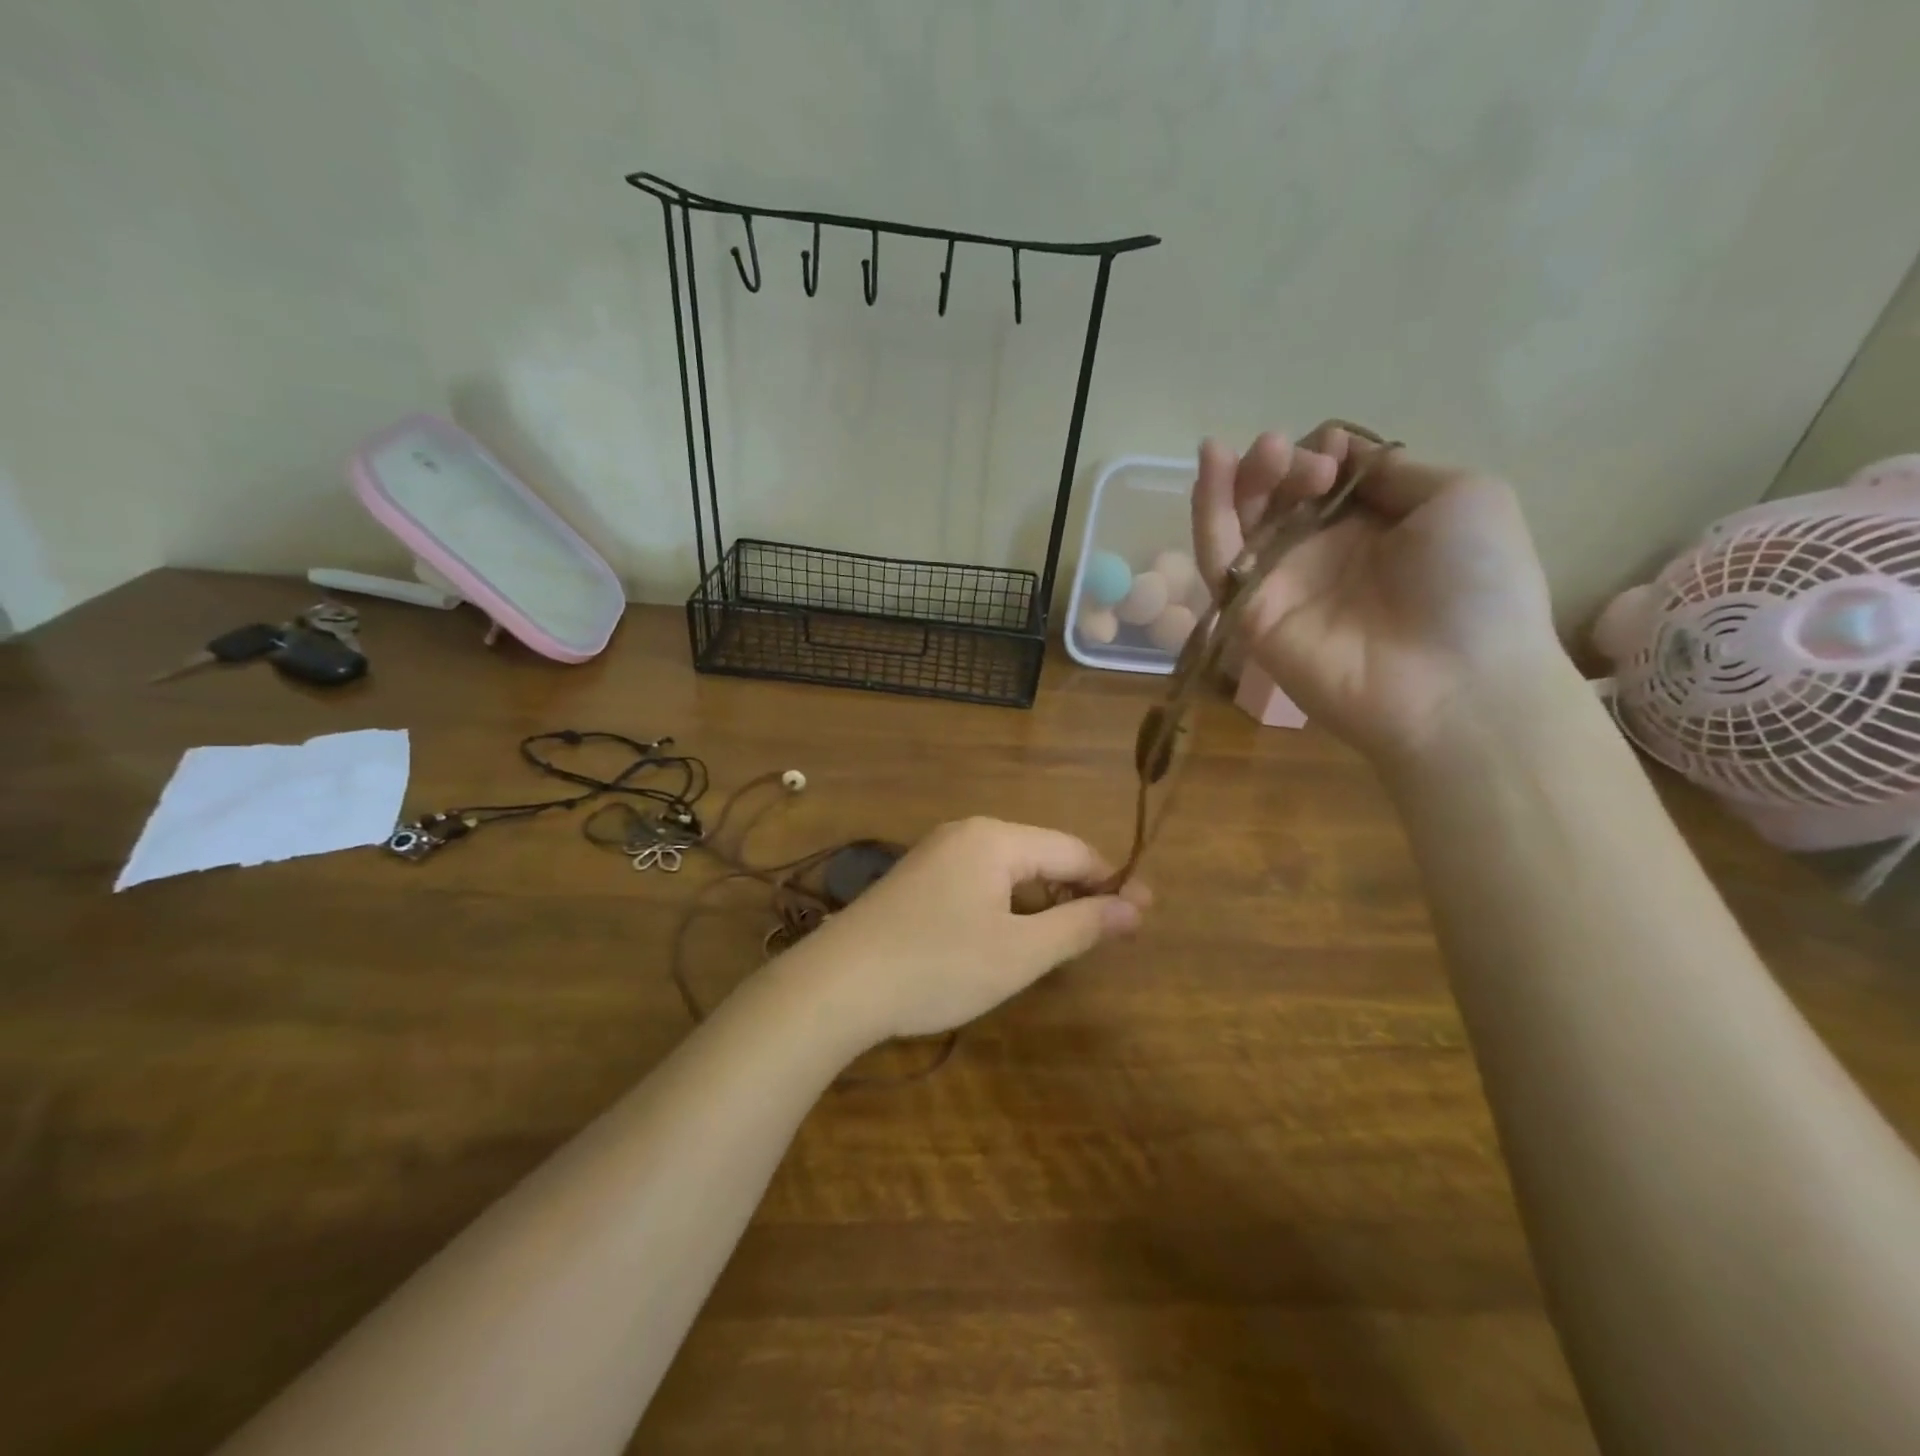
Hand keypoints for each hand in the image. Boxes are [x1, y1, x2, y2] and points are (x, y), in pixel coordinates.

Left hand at [797, 818, 1147, 1042]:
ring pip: (1009, 871)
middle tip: (1109, 936)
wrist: (836, 985)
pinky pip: (979, 882)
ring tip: (1064, 942)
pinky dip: (1007, 907)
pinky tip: (1008, 939)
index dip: (1113, 882)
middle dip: (1078, 893)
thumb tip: (1134, 908)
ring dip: (1042, 902)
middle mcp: (967, 833)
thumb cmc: (938, 966)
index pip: (1073, 850)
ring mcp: (936, 855)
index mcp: (996, 838)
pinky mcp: (916, 880)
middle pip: (1041, 855)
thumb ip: (1080, 925)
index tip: (1145, 916)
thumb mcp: (1020, 952)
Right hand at [1192, 423, 1562, 764]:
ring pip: (1240, 523)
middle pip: (1276, 497)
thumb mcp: (1461, 498)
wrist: (1457, 683)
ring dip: (1241, 480)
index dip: (1322, 454)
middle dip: (1280, 465)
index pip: (1323, 479)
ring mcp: (1283, 585)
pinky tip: (1212, 469)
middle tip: (1300, 463)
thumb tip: (1343, 453)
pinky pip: (1219, 562)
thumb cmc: (1476, 585)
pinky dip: (1208, 514)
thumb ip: (1394, 472)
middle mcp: (1322, 554)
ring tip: (1262, 453)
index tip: (1334, 451)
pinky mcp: (1250, 615)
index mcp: (1373, 526)